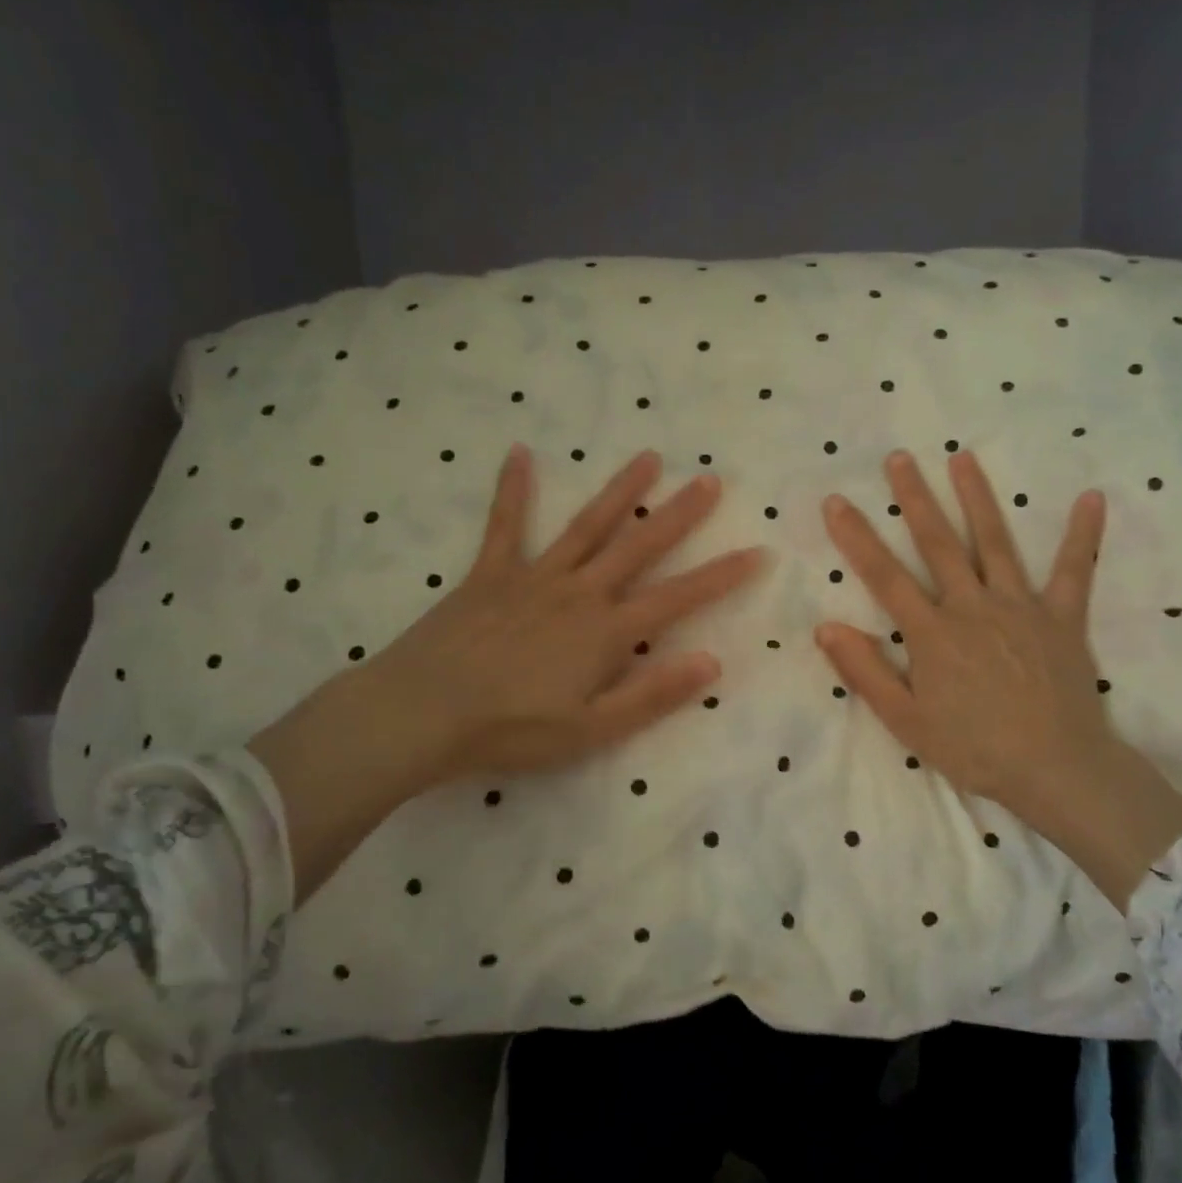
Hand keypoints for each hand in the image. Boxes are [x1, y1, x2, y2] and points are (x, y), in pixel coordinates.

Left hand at [252, 446, 762, 896]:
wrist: (423, 713)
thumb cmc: (512, 729)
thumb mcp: (592, 729)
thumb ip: (653, 694)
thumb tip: (712, 661)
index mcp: (607, 631)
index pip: (679, 596)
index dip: (722, 575)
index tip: (758, 551)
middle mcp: (580, 592)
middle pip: (639, 545)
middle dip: (679, 514)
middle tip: (710, 480)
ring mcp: (535, 576)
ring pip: (588, 525)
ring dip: (620, 491)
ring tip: (648, 458)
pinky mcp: (491, 573)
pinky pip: (506, 524)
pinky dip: (513, 489)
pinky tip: (520, 453)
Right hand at [815, 450, 1181, 907]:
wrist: (1056, 770)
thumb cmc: (975, 750)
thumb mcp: (906, 722)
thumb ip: (865, 672)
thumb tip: (825, 628)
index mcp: (932, 633)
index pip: (884, 575)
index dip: (857, 537)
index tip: (836, 501)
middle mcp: (972, 607)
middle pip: (938, 544)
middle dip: (915, 498)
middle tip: (899, 458)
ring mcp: (1020, 607)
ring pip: (994, 543)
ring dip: (977, 498)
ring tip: (963, 458)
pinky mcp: (1062, 618)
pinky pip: (1074, 571)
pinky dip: (1083, 535)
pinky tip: (1091, 498)